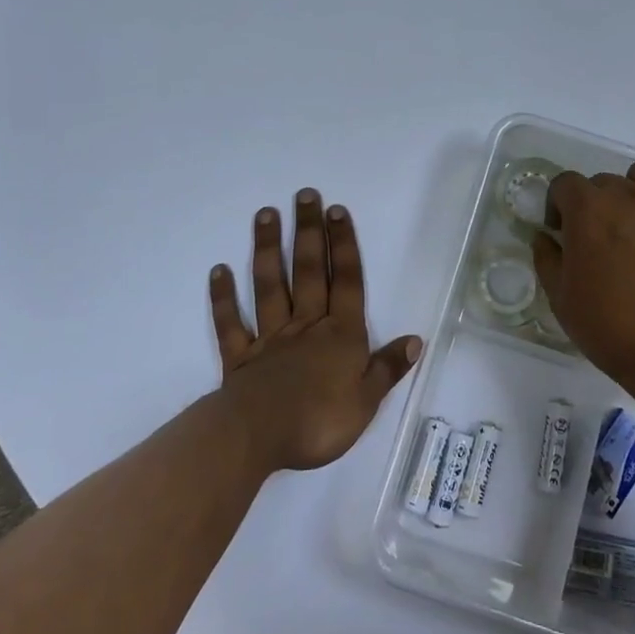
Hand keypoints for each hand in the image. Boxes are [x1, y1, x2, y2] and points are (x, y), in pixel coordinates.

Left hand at [209, 189, 420, 473]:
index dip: (343, 245)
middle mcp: (306, 326)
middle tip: (305, 194)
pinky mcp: (240, 358)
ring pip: (269, 286)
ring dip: (267, 250)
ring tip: (265, 214)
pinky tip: (218, 270)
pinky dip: (223, 298)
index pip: (345, 281)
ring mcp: (270, 339)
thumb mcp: (366, 401)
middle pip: (308, 272)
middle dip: (308, 232)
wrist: (258, 438)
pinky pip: (231, 324)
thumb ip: (387, 368)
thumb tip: (415, 340)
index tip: (336, 210)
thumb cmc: (319, 421)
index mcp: (340, 335)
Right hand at [532, 162, 634, 405]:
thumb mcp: (561, 299)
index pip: (565, 184)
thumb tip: (545, 236)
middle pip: (603, 182)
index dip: (559, 206)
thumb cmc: (612, 329)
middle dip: (595, 205)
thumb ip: (547, 259)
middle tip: (602, 240)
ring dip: (634, 192)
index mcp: (588, 209)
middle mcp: (628, 193)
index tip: (563, 233)